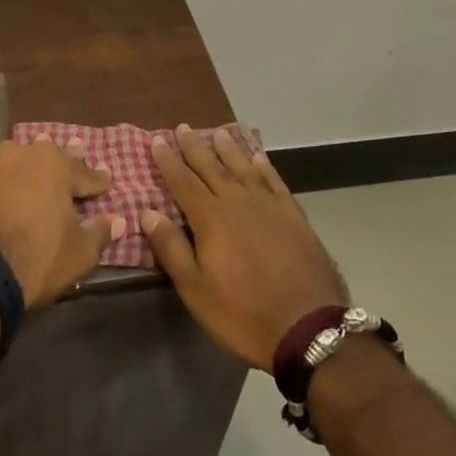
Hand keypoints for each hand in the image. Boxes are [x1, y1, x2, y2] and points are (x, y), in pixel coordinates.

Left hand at [0, 137, 124, 308]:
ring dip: (32, 163)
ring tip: (38, 162)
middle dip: (66, 159)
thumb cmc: (35, 259)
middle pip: (51, 157)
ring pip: (21, 158)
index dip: (97, 179)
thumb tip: (118, 220)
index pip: (84, 173)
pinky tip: (7, 178)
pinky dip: (5, 176)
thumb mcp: (78, 254)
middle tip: (77, 149)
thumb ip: (99, 233)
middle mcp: (26, 153)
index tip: (106, 178)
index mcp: (57, 166)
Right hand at [142, 126, 349, 369]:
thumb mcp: (196, 290)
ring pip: (243, 168)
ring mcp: (269, 206)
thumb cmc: (243, 314)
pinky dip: (264, 167)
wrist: (308, 328)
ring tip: (218, 133)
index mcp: (211, 218)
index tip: (157, 140)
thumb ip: (171, 248)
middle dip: (194, 147)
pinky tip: (258, 158)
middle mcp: (238, 202)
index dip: (168, 161)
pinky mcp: (293, 215)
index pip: (183, 182)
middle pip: (211, 167)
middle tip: (183, 128)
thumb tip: (147, 212)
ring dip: (229, 150)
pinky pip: (274, 181)